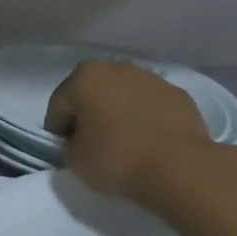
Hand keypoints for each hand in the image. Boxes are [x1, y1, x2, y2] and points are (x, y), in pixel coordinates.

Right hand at [45, 60, 213, 204]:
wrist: (178, 166)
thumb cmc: (116, 159)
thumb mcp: (74, 160)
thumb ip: (69, 145)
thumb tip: (80, 141)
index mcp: (85, 78)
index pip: (58, 106)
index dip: (57, 130)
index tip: (64, 150)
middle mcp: (117, 68)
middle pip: (92, 93)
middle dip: (88, 114)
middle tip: (91, 144)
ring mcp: (151, 79)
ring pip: (123, 96)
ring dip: (117, 113)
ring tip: (123, 143)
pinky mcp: (178, 94)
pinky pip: (150, 106)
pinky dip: (144, 118)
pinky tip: (148, 142)